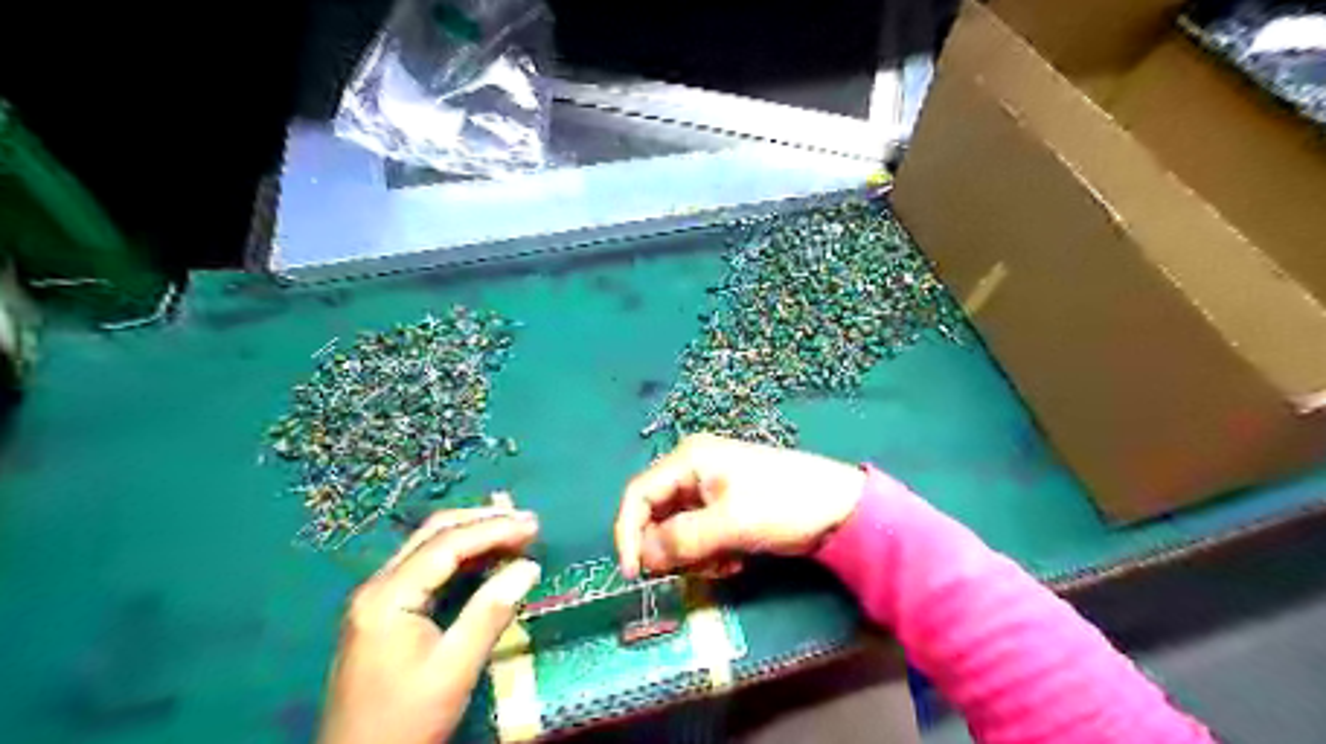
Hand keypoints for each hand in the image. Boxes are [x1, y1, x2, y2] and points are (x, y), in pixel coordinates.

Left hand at [316, 507, 539, 743]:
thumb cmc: (404, 721)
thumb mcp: (454, 669)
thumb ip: (491, 613)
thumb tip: (529, 567)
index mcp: (388, 596)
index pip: (447, 544)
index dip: (493, 529)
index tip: (533, 525)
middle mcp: (378, 586)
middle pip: (434, 534)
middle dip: (483, 522)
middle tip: (527, 521)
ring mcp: (378, 598)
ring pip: (430, 547)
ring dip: (473, 535)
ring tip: (515, 532)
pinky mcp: (386, 612)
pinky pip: (427, 568)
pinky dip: (462, 557)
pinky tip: (488, 559)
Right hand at [615, 437, 865, 581]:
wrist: (840, 507)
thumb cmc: (783, 504)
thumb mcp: (730, 523)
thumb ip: (681, 540)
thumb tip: (643, 558)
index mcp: (689, 459)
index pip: (638, 494)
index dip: (629, 533)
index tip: (635, 574)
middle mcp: (694, 469)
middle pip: (657, 513)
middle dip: (669, 547)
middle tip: (692, 571)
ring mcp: (711, 487)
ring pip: (678, 528)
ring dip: (692, 553)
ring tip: (723, 564)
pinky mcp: (727, 506)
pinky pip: (700, 533)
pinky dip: (709, 551)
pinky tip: (734, 560)